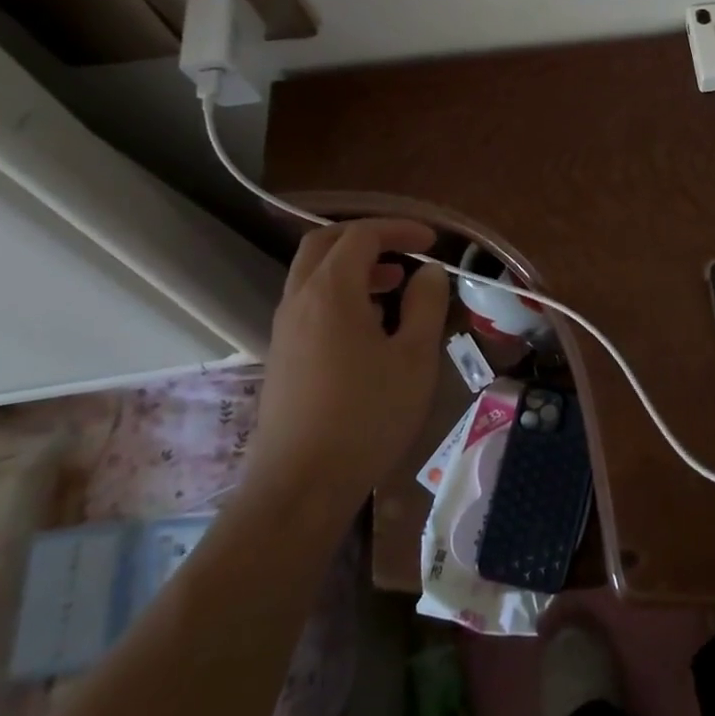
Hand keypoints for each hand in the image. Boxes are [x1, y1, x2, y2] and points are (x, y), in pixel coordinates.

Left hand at [248, 219, 450, 507]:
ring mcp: (284, 329)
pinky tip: (370, 325)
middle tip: (405, 249)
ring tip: (394, 284)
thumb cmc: (367, 416)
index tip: (432, 241)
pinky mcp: (282, 356)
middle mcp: (299, 300)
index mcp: (331, 291)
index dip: (398, 229)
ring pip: (313, 275)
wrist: (300, 486)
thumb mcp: (415, 357)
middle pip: (324, 244)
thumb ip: (426, 304)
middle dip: (367, 237)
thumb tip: (429, 272)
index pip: (361, 236)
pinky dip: (340, 293)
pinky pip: (309, 303)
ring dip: (353, 266)